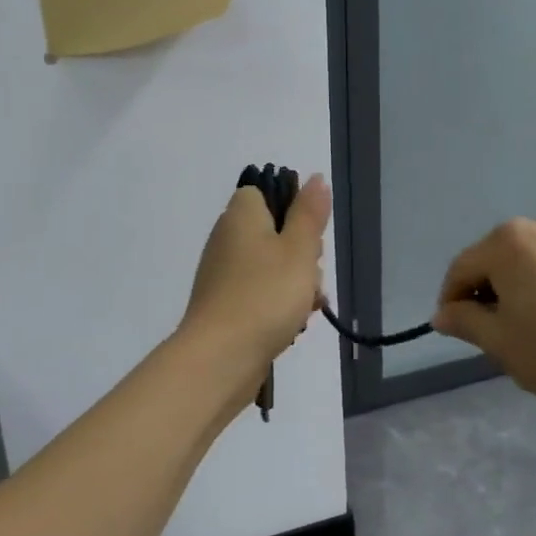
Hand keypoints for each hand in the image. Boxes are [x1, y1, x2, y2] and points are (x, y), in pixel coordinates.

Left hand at [182, 174, 329, 369]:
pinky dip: (279, 305)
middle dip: (302, 253)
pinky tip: (295, 324)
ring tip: (309, 305)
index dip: (291, 208)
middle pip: (272, 232)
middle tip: (312, 272)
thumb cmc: (265, 295)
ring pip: (271, 266)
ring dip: (296, 283)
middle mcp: (226, 240)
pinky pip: (260, 294)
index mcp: (240, 216)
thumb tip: (315, 177)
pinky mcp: (226, 306)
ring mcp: (223, 275)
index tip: (310, 233)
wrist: (221, 358)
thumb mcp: (299, 249)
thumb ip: (309, 213)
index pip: (263, 193)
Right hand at [430, 217, 535, 409]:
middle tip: (496, 328)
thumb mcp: (500, 343)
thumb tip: (444, 313)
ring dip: (529, 284)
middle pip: (502, 257)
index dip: (452, 299)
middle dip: (492, 288)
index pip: (463, 268)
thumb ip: (465, 321)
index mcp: (509, 243)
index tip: (455, 328)